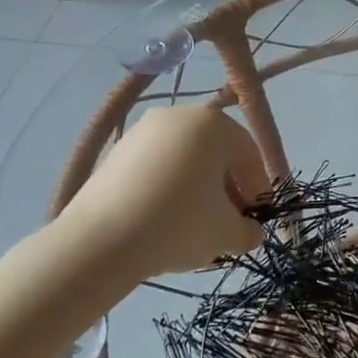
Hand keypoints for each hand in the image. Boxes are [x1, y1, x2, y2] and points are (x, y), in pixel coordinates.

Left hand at [52, 106, 267, 289]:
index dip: (258, 188)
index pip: (248, 154)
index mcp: (214, 124)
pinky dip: (166, 188)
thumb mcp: (226, 233)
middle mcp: (179, 116)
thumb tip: (250, 232)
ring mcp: (142, 131)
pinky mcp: (115, 152)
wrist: (99, 241)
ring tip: (194, 225)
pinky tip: (163, 220)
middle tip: (228, 222)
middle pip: (216, 153)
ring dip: (197, 188)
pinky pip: (155, 167)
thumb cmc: (178, 224)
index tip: (256, 218)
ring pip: (184, 159)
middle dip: (227, 188)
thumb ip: (248, 230)